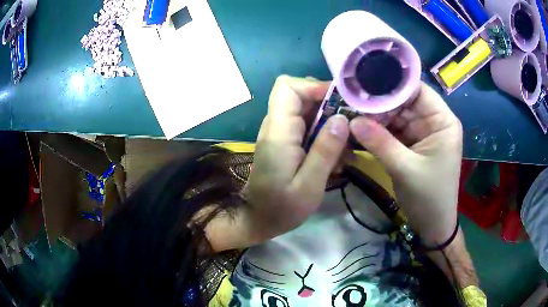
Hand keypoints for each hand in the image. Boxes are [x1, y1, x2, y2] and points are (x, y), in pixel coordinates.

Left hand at [244, 75, 349, 241]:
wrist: (258, 219)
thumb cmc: (281, 208)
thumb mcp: (309, 185)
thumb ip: (325, 151)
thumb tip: (342, 119)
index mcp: (278, 132)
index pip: (288, 87)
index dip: (313, 86)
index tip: (340, 101)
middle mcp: (276, 126)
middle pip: (299, 95)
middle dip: (328, 103)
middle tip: (352, 121)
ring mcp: (280, 133)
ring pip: (306, 110)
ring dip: (329, 119)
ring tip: (348, 141)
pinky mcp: (285, 142)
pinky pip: (306, 125)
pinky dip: (324, 133)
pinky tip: (338, 153)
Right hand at [349, 83, 462, 244]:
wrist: (432, 225)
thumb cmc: (429, 197)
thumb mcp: (406, 170)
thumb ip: (380, 143)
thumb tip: (351, 121)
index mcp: (442, 121)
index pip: (417, 90)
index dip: (392, 86)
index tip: (364, 85)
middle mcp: (432, 121)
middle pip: (403, 102)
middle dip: (379, 103)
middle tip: (350, 102)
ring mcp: (420, 132)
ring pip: (395, 115)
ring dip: (374, 117)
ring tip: (349, 113)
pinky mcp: (410, 144)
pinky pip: (391, 131)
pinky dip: (376, 131)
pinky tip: (358, 128)